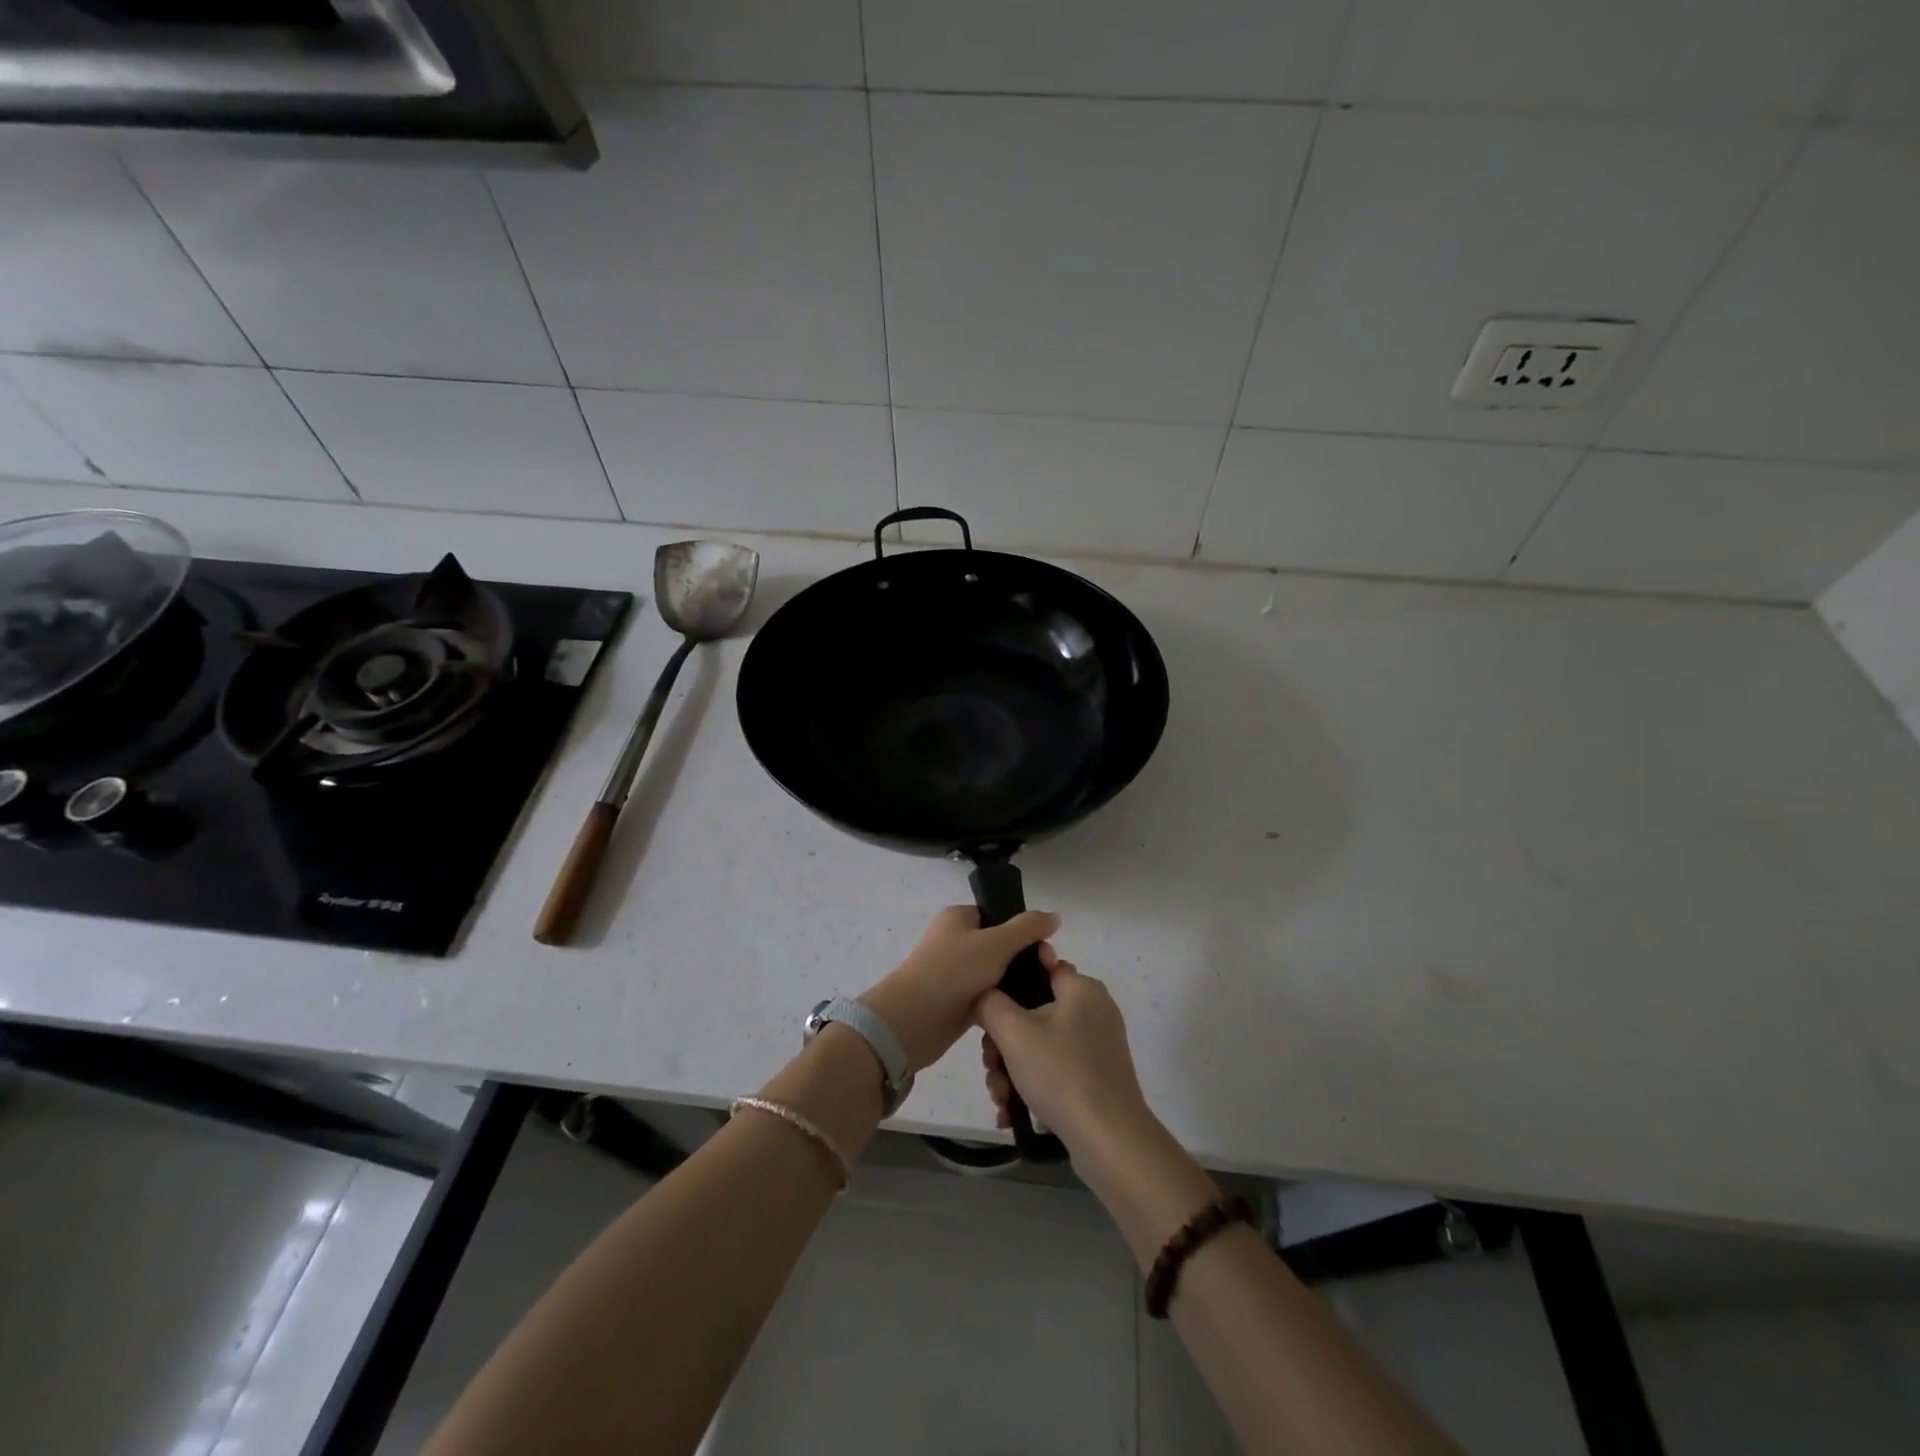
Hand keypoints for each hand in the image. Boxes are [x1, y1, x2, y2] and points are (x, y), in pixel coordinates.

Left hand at [859, 906, 1059, 1073]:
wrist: (913, 1020)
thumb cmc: (953, 971)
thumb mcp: (996, 943)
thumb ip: (1027, 928)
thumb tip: (1054, 916)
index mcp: (958, 917)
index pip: (998, 915)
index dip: (1023, 929)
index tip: (1045, 948)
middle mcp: (955, 941)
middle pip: (1000, 945)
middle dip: (1024, 959)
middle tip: (1047, 974)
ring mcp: (955, 972)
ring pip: (996, 973)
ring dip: (1014, 984)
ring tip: (1041, 997)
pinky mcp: (956, 1001)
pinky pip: (988, 997)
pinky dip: (1003, 1003)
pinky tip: (1024, 1012)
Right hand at [975, 945, 1152, 1154]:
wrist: (1109, 1141)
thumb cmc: (1061, 1074)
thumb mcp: (1014, 1032)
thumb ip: (990, 1002)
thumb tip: (985, 995)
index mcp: (1082, 988)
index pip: (1039, 967)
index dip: (1009, 984)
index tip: (988, 1009)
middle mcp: (1093, 1011)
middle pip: (1032, 1012)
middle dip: (1003, 1043)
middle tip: (991, 1066)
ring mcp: (1096, 1046)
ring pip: (1039, 1045)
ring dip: (1011, 1069)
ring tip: (1000, 1098)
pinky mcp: (1096, 1077)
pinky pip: (1054, 1070)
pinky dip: (1031, 1086)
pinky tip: (1012, 1112)